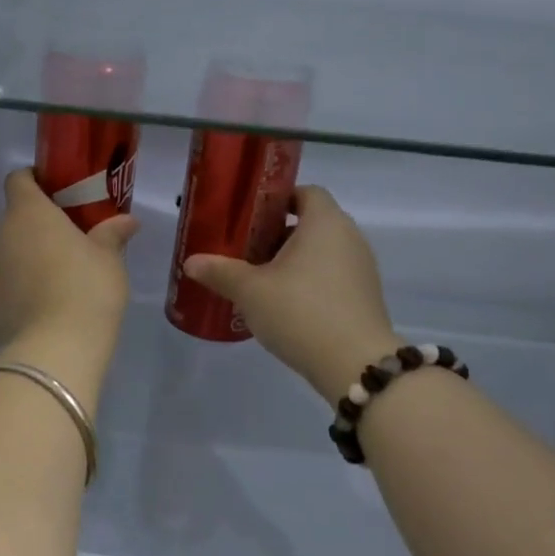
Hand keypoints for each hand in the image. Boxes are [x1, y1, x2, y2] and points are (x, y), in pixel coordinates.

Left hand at [0, 170, 138, 372]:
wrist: (54, 351)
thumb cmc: (86, 290)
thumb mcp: (109, 260)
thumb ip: (112, 234)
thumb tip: (126, 221)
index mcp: (29, 213)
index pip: (19, 179)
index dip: (36, 179)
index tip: (59, 189)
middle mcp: (2, 236)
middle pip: (16, 218)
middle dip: (40, 223)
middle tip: (72, 235)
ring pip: (11, 251)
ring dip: (31, 255)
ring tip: (63, 273)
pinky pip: (9, 282)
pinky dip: (25, 285)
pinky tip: (50, 302)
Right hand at [184, 186, 401, 404]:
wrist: (354, 363)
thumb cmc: (300, 311)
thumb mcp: (250, 291)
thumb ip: (220, 272)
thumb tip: (190, 262)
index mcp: (324, 222)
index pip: (306, 192)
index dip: (278, 199)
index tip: (250, 217)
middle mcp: (349, 237)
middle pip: (312, 223)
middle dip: (278, 234)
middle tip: (245, 252)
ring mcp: (361, 268)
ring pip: (321, 252)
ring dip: (293, 261)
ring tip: (260, 281)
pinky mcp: (364, 297)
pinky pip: (331, 277)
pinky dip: (309, 282)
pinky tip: (285, 306)